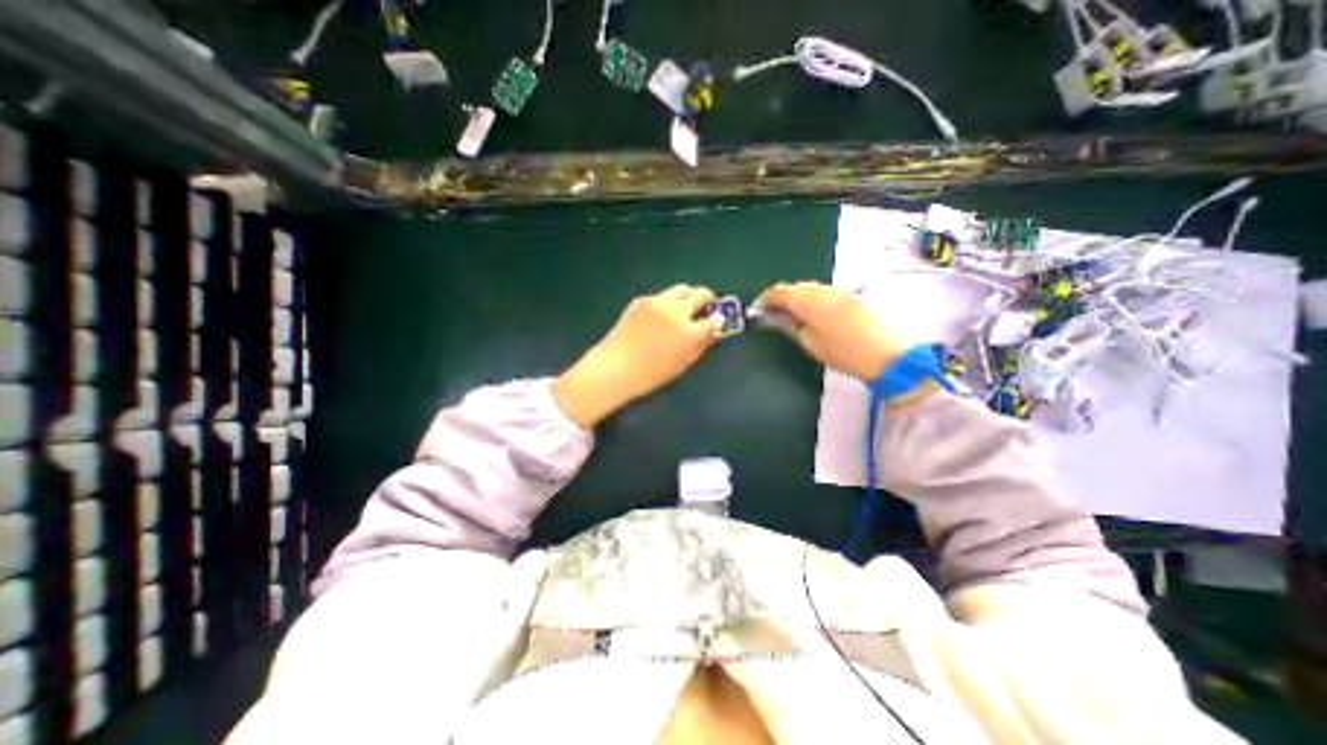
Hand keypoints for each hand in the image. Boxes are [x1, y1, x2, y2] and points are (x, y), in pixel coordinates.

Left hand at [552, 283, 721, 425]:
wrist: (615, 367)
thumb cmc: (651, 374)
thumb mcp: (682, 364)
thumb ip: (701, 344)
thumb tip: (713, 330)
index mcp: (689, 332)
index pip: (714, 319)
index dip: (717, 320)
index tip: (716, 320)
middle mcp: (676, 311)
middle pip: (701, 293)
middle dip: (707, 300)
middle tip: (705, 308)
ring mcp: (658, 302)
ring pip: (682, 289)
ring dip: (687, 297)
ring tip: (682, 310)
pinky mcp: (642, 300)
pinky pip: (662, 296)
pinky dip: (666, 303)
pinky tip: (658, 318)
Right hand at [752, 279, 906, 383]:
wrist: (891, 355)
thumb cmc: (844, 353)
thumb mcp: (811, 343)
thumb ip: (790, 327)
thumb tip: (775, 318)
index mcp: (809, 300)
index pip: (779, 291)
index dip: (765, 299)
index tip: (757, 310)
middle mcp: (823, 288)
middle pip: (795, 287)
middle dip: (781, 297)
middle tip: (772, 313)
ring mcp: (840, 290)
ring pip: (810, 288)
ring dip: (797, 298)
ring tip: (791, 314)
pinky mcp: (853, 295)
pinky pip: (824, 292)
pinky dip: (813, 299)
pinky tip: (813, 313)